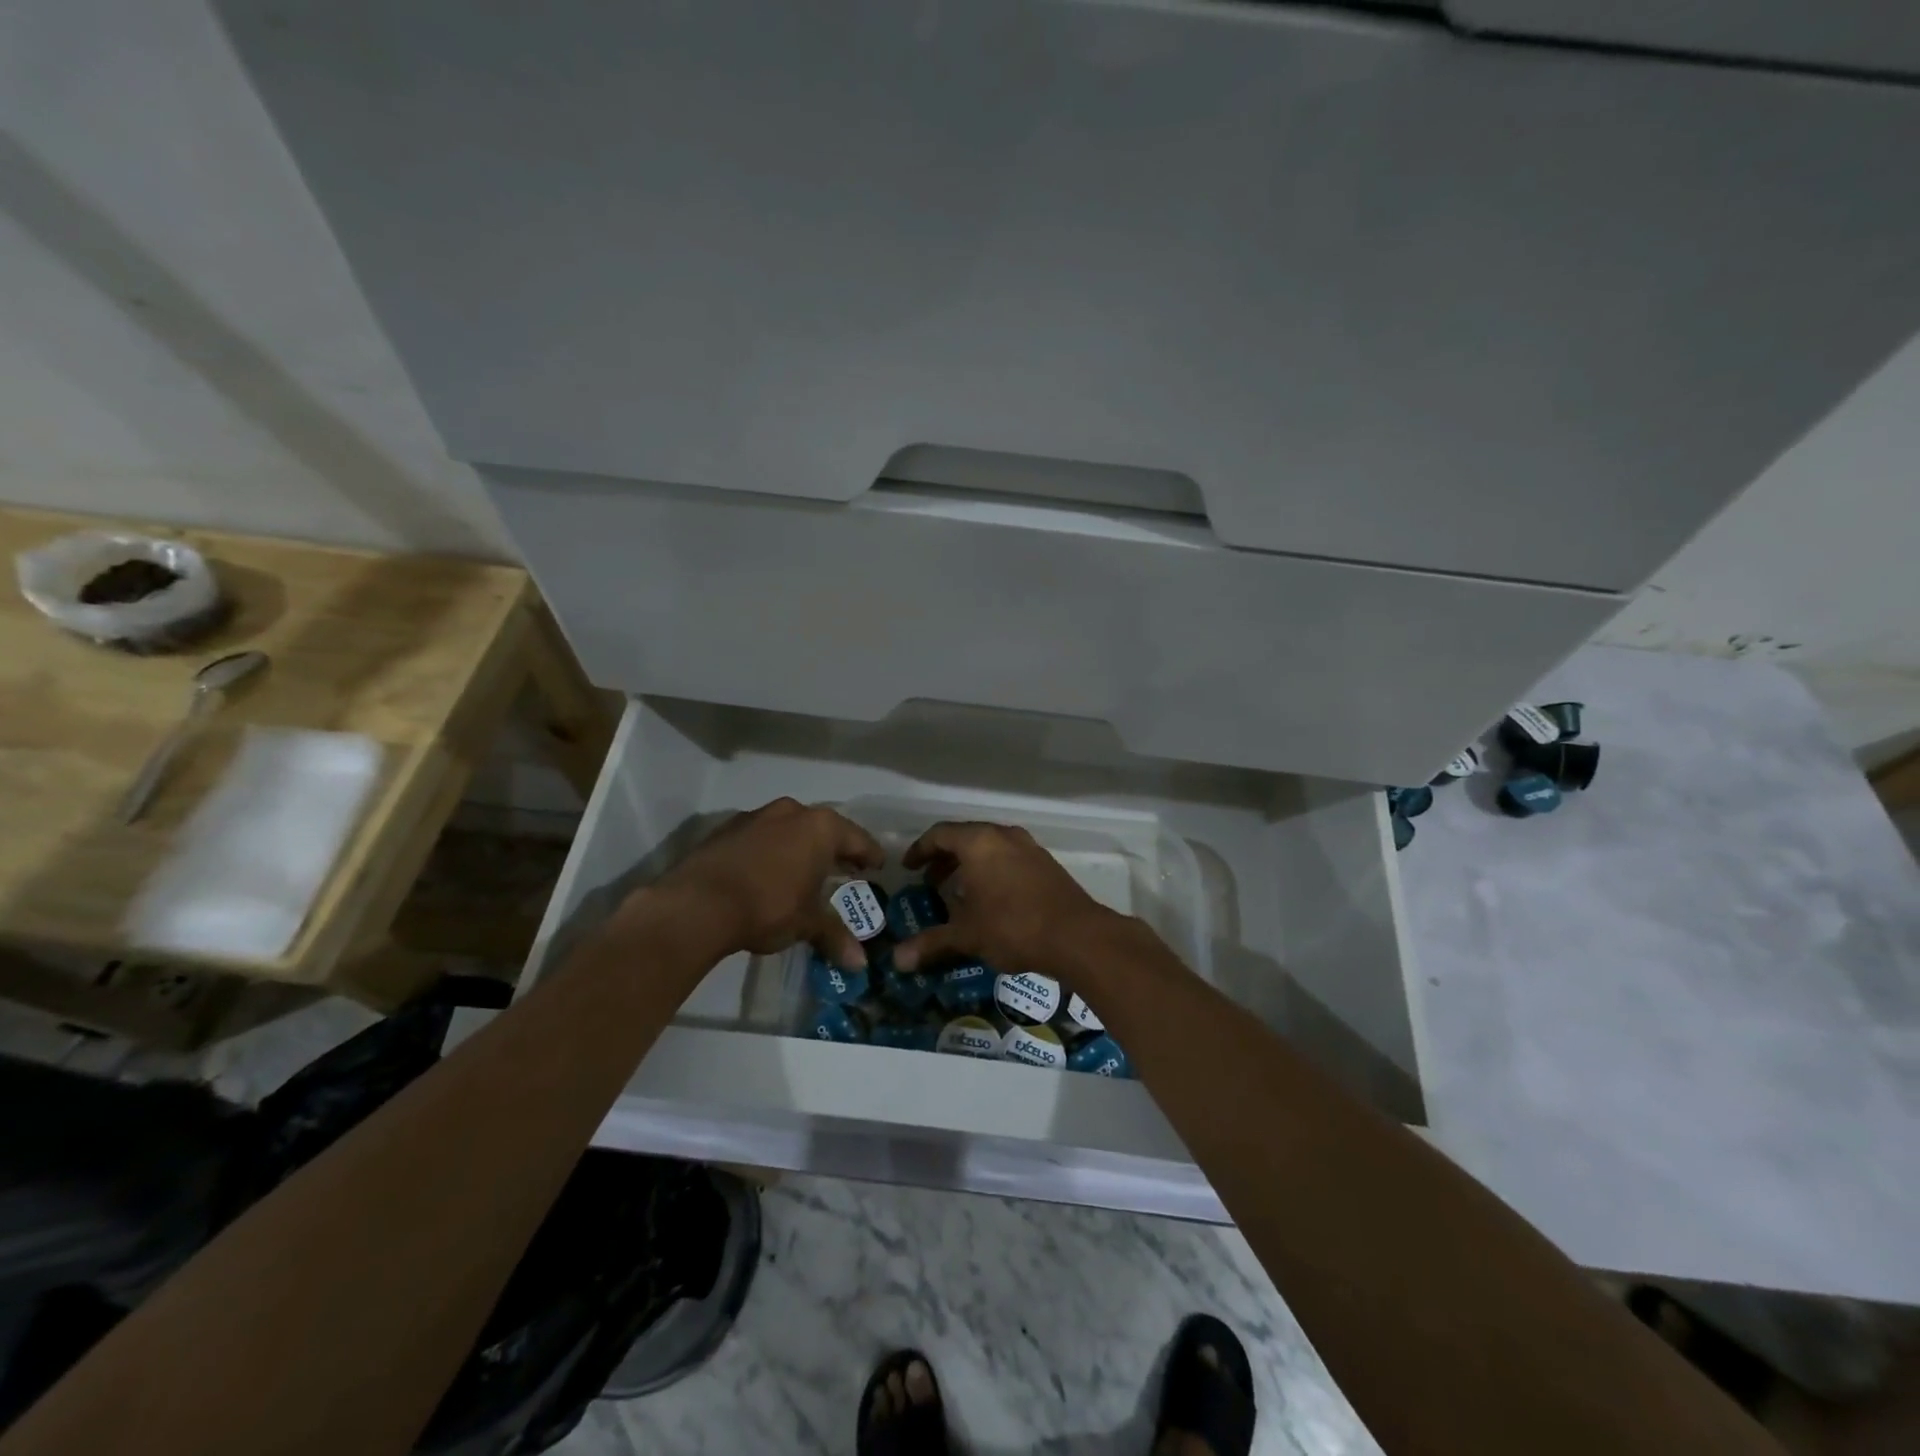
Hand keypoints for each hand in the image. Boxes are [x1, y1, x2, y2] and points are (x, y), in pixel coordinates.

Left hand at [642, 798, 884, 966]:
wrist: (697, 904)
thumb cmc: (767, 907)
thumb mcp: (806, 924)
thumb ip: (835, 936)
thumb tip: (860, 964)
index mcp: (820, 828)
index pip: (857, 839)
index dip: (870, 855)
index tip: (878, 866)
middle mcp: (792, 812)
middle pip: (824, 829)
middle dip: (834, 850)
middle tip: (844, 870)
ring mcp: (756, 816)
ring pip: (790, 829)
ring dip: (800, 847)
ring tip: (804, 872)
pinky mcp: (726, 828)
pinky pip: (761, 836)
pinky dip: (770, 851)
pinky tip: (767, 873)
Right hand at [890, 821, 1116, 978]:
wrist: (1078, 936)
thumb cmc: (1014, 926)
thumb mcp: (967, 935)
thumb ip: (932, 942)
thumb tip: (897, 960)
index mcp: (979, 842)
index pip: (940, 834)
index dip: (920, 850)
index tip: (908, 868)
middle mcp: (1004, 836)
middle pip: (966, 837)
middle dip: (945, 859)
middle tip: (930, 882)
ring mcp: (1030, 848)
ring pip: (990, 848)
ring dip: (970, 866)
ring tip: (958, 893)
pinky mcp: (1047, 864)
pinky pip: (1010, 858)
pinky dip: (992, 871)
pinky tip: (991, 900)